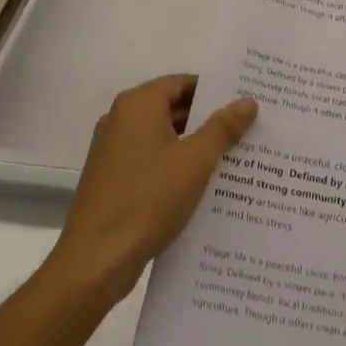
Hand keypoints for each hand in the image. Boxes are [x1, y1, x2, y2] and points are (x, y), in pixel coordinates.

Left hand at [47, 74, 257, 308]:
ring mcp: (114, 151)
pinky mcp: (113, 180)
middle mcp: (121, 120)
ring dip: (196, 146)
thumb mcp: (195, 161)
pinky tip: (205, 186)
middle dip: (210, 120)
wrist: (95, 262)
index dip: (216, 91)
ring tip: (236, 157)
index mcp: (138, 105)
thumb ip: (223, 128)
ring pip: (164, 138)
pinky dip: (177, 167)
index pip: (184, 83)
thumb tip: (248, 101)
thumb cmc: (147, 200)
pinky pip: (153, 162)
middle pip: (173, 108)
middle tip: (249, 129)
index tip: (246, 102)